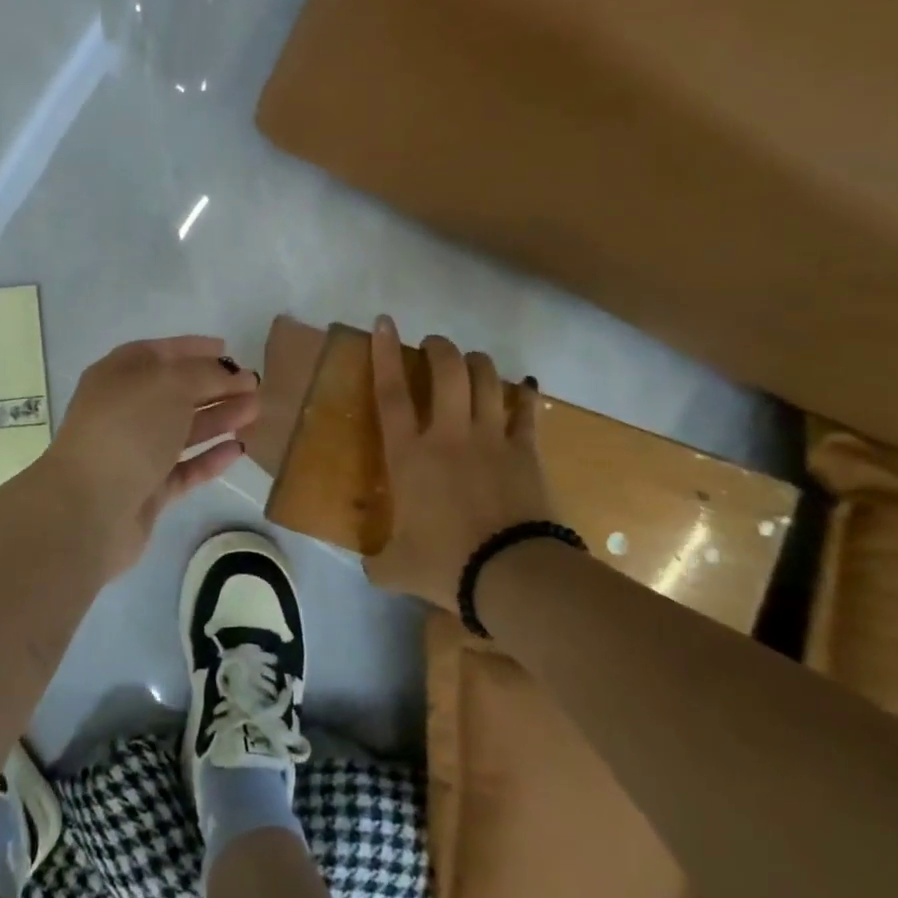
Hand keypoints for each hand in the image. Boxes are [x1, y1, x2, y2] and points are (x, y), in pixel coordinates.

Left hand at [43, 336, 260, 576]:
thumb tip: (230, 373)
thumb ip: (205, 374)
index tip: (229, 350)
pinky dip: (209, 457)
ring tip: (255, 412)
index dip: (194, 349)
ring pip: (183, 430)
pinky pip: (184, 468)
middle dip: (215, 386)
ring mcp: (135, 452)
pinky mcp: (147, 490)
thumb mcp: (170, 384)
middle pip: (175, 392)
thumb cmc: (128, 429)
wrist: (89, 507)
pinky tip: (237, 449)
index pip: (160, 353)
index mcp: (118, 375)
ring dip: (219, 418)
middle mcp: (124, 410)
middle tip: (255, 386)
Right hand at [365, 316, 554, 612]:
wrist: (511, 575)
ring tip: (471, 360)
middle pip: (446, 372)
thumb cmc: (445, 564)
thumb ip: (378, 561)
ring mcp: (492, 439)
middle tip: (434, 345)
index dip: (385, 353)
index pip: (391, 392)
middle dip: (439, 349)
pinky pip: (526, 411)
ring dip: (477, 363)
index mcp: (410, 455)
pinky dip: (524, 394)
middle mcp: (449, 435)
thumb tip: (370, 567)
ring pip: (486, 380)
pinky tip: (524, 385)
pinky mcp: (526, 452)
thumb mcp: (397, 568)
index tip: (385, 322)